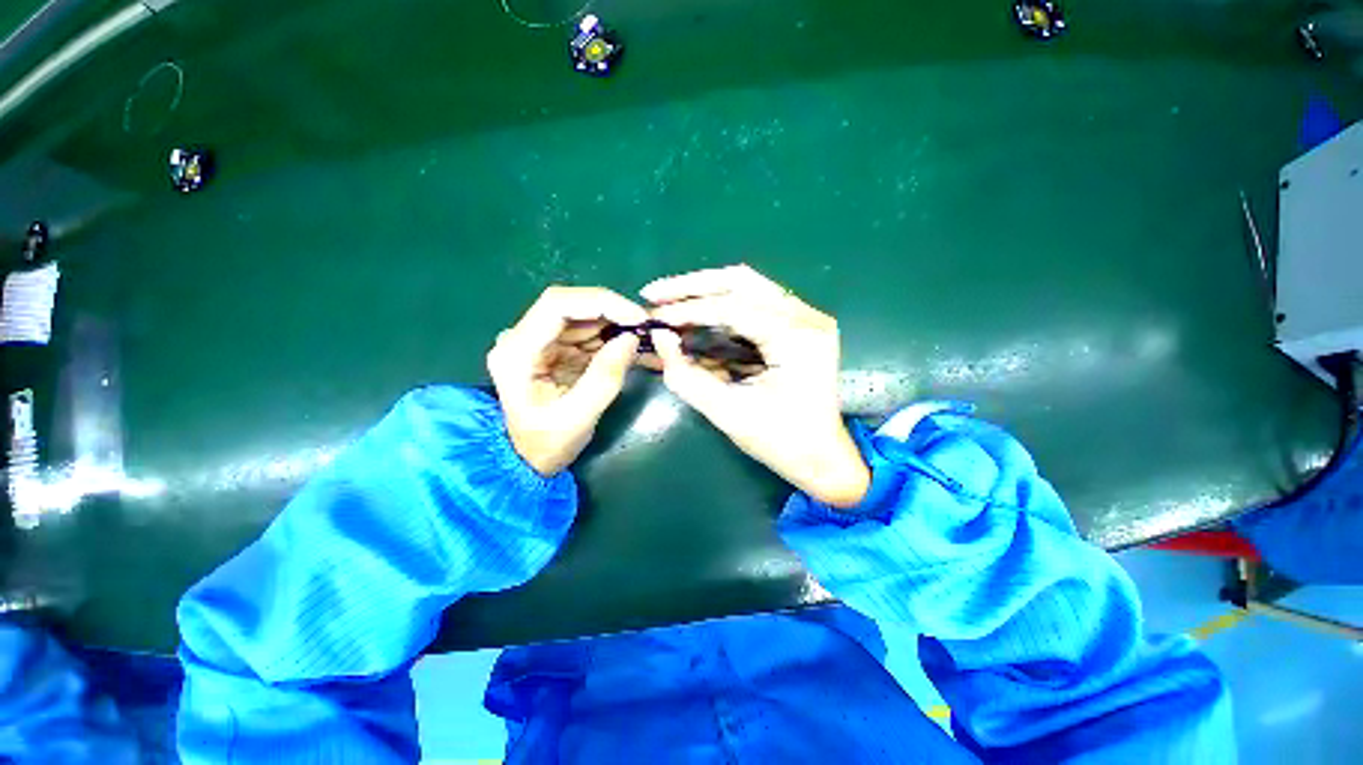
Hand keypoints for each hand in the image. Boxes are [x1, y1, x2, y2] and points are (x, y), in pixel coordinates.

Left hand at [488, 287, 648, 475]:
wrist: (529, 459)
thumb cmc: (547, 443)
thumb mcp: (578, 416)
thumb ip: (605, 376)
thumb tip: (632, 338)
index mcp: (517, 351)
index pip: (557, 304)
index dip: (601, 303)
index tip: (637, 317)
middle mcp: (524, 337)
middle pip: (573, 306)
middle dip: (614, 313)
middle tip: (648, 327)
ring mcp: (541, 342)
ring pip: (585, 318)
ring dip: (618, 326)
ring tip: (648, 339)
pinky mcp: (556, 349)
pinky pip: (589, 334)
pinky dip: (614, 338)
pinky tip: (636, 347)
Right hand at [643, 265, 869, 507]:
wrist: (822, 458)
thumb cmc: (780, 442)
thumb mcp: (728, 413)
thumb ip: (688, 377)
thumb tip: (661, 339)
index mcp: (796, 339)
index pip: (732, 309)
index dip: (687, 310)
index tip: (653, 317)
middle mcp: (806, 318)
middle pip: (741, 281)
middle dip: (693, 286)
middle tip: (655, 294)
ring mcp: (806, 318)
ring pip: (748, 285)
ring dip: (705, 291)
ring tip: (669, 300)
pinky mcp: (798, 326)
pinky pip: (754, 302)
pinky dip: (721, 305)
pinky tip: (697, 313)